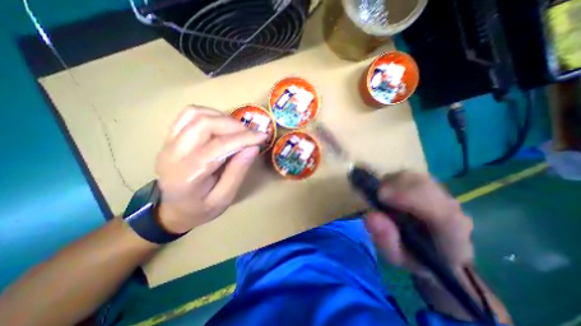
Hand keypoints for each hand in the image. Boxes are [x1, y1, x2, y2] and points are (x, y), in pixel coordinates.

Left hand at [152, 107, 263, 233]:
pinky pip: (190, 114)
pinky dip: (211, 114)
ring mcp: (168, 142)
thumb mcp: (224, 198)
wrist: (173, 209)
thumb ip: (238, 172)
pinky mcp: (170, 136)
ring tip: (239, 130)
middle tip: (251, 135)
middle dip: (234, 126)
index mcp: (187, 176)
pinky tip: (223, 124)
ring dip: (223, 118)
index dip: (243, 139)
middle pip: (204, 124)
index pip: (218, 146)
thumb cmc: (201, 208)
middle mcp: (173, 154)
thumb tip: (253, 148)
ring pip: (196, 114)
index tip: (263, 136)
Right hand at [364, 171, 473, 275]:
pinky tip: (385, 190)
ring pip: (414, 176)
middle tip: (375, 196)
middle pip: (423, 185)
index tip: (381, 197)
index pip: (439, 210)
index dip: (409, 198)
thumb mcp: (396, 257)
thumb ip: (385, 240)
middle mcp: (450, 208)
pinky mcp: (430, 185)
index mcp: (452, 234)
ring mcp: (441, 193)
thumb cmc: (415, 257)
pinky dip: (393, 179)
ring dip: (391, 182)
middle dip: (394, 186)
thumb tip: (371, 216)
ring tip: (379, 195)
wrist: (435, 252)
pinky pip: (409, 175)